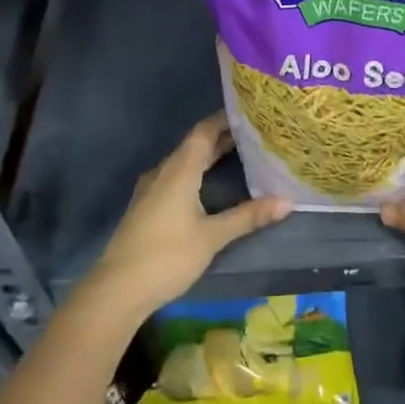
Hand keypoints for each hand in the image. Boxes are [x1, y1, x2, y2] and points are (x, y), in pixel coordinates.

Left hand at [86, 113, 290, 321]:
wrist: (117, 291)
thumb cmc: (166, 257)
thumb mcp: (212, 237)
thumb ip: (248, 216)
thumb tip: (287, 201)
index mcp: (179, 171)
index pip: (204, 132)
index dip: (226, 119)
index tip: (252, 112)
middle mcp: (163, 173)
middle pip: (195, 145)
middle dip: (223, 137)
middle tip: (256, 133)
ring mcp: (152, 190)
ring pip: (185, 162)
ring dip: (210, 155)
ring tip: (241, 153)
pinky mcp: (148, 207)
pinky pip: (176, 177)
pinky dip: (197, 172)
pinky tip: (211, 184)